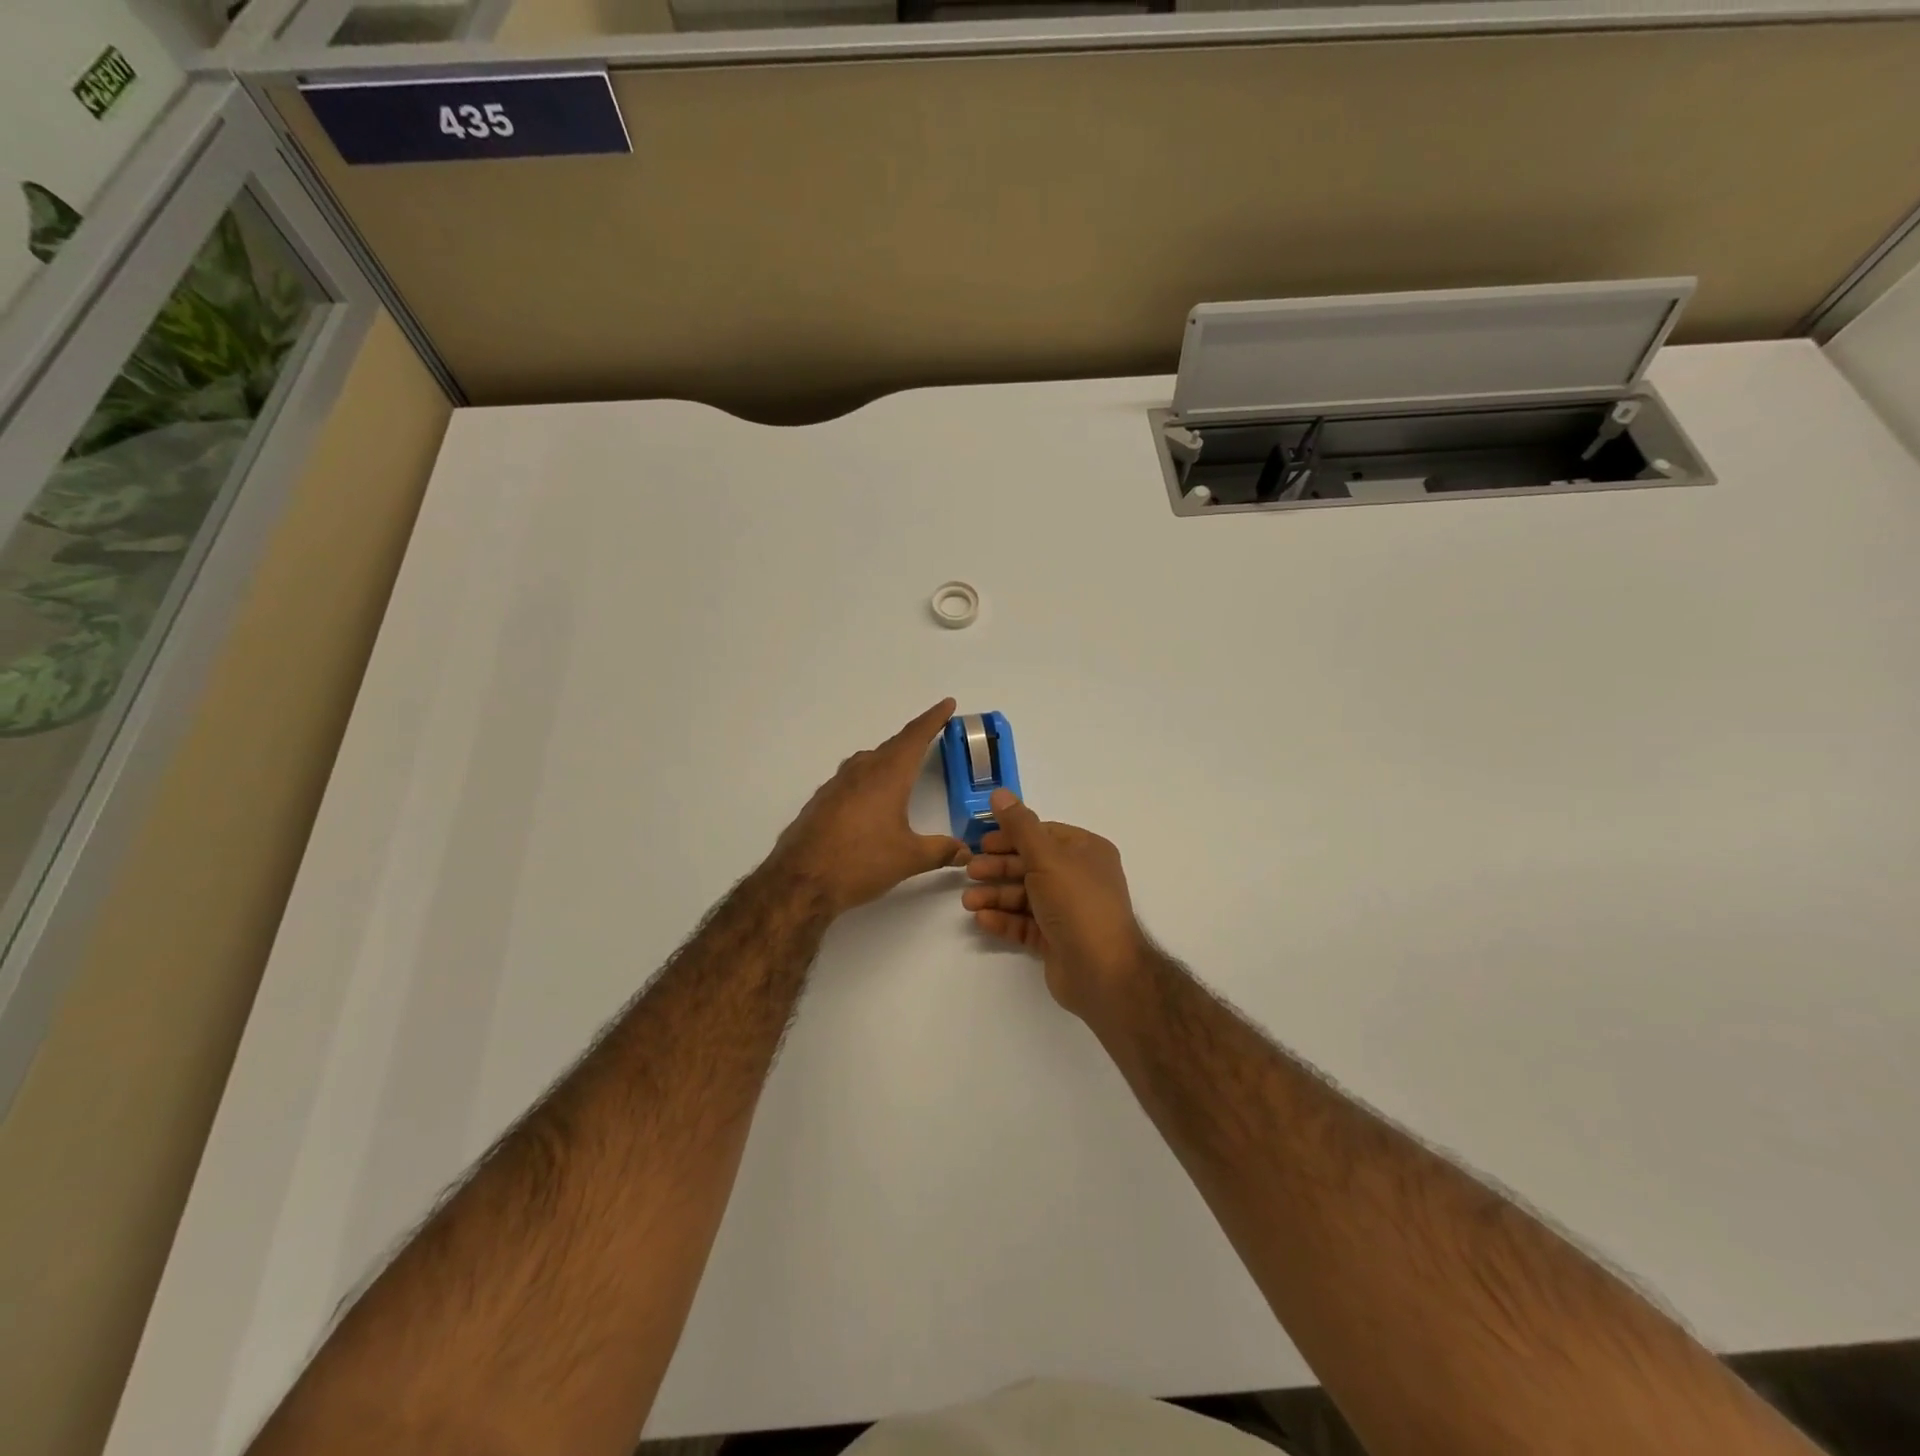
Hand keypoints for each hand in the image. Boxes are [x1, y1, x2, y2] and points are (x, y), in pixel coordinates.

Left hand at [772, 699, 968, 915]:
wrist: (801, 882)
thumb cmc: (861, 862)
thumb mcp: (909, 858)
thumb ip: (940, 851)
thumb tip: (966, 851)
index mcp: (887, 775)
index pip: (915, 737)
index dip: (933, 719)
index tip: (947, 704)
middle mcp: (861, 772)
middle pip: (892, 746)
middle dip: (913, 740)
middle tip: (930, 736)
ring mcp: (836, 785)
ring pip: (867, 761)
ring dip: (887, 758)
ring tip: (901, 767)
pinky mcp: (820, 802)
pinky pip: (850, 779)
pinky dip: (867, 779)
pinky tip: (869, 799)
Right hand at [962, 789, 1151, 1019]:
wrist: (1102, 971)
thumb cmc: (1077, 903)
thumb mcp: (1046, 857)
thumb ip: (1020, 826)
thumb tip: (999, 793)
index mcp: (1086, 852)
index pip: (1043, 834)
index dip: (1011, 836)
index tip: (982, 842)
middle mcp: (1079, 878)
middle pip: (1030, 865)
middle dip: (999, 867)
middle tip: (969, 871)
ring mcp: (1068, 910)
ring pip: (1025, 896)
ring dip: (996, 895)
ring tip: (969, 901)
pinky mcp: (1056, 939)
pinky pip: (1025, 923)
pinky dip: (1004, 919)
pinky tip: (982, 919)